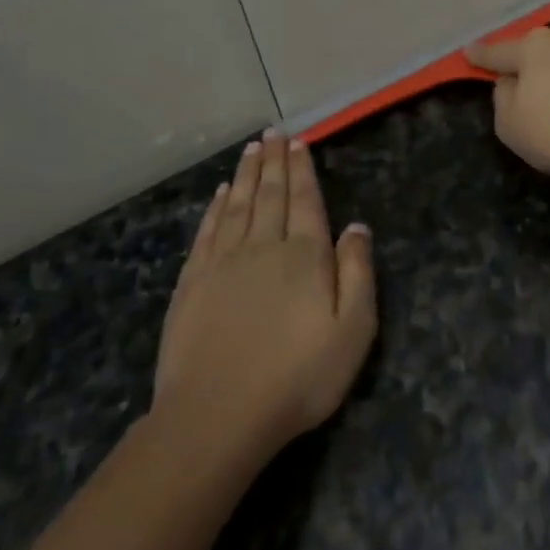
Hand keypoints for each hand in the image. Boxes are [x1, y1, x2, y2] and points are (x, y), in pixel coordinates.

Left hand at [153, 131, 376, 454]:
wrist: (217, 416)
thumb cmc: (298, 377)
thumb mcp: (353, 331)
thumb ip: (357, 272)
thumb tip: (356, 227)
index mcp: (304, 256)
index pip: (305, 200)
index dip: (303, 169)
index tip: (300, 142)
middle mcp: (263, 247)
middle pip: (270, 194)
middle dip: (274, 161)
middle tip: (274, 132)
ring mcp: (222, 263)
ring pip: (237, 205)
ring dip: (246, 174)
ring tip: (252, 149)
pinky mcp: (192, 283)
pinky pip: (207, 231)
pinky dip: (215, 207)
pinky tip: (220, 194)